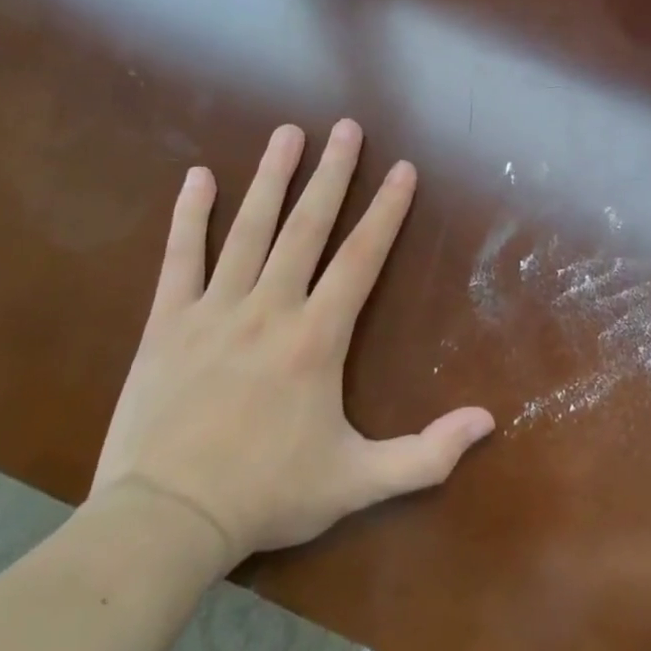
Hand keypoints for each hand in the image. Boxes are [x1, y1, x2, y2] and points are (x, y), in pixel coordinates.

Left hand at [90, 120, 494, 573]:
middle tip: (345, 127)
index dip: (386, 211)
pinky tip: (199, 177)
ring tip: (287, 133)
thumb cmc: (265, 496)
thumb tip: (488, 421)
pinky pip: (181, 258)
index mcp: (316, 337)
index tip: (402, 169)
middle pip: (307, 226)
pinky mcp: (168, 324)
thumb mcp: (357, 483)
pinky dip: (190, 216)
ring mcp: (215, 310)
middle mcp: (270, 308)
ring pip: (249, 229)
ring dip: (271, 177)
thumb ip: (426, 455)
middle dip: (332, 173)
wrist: (162, 524)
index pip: (361, 258)